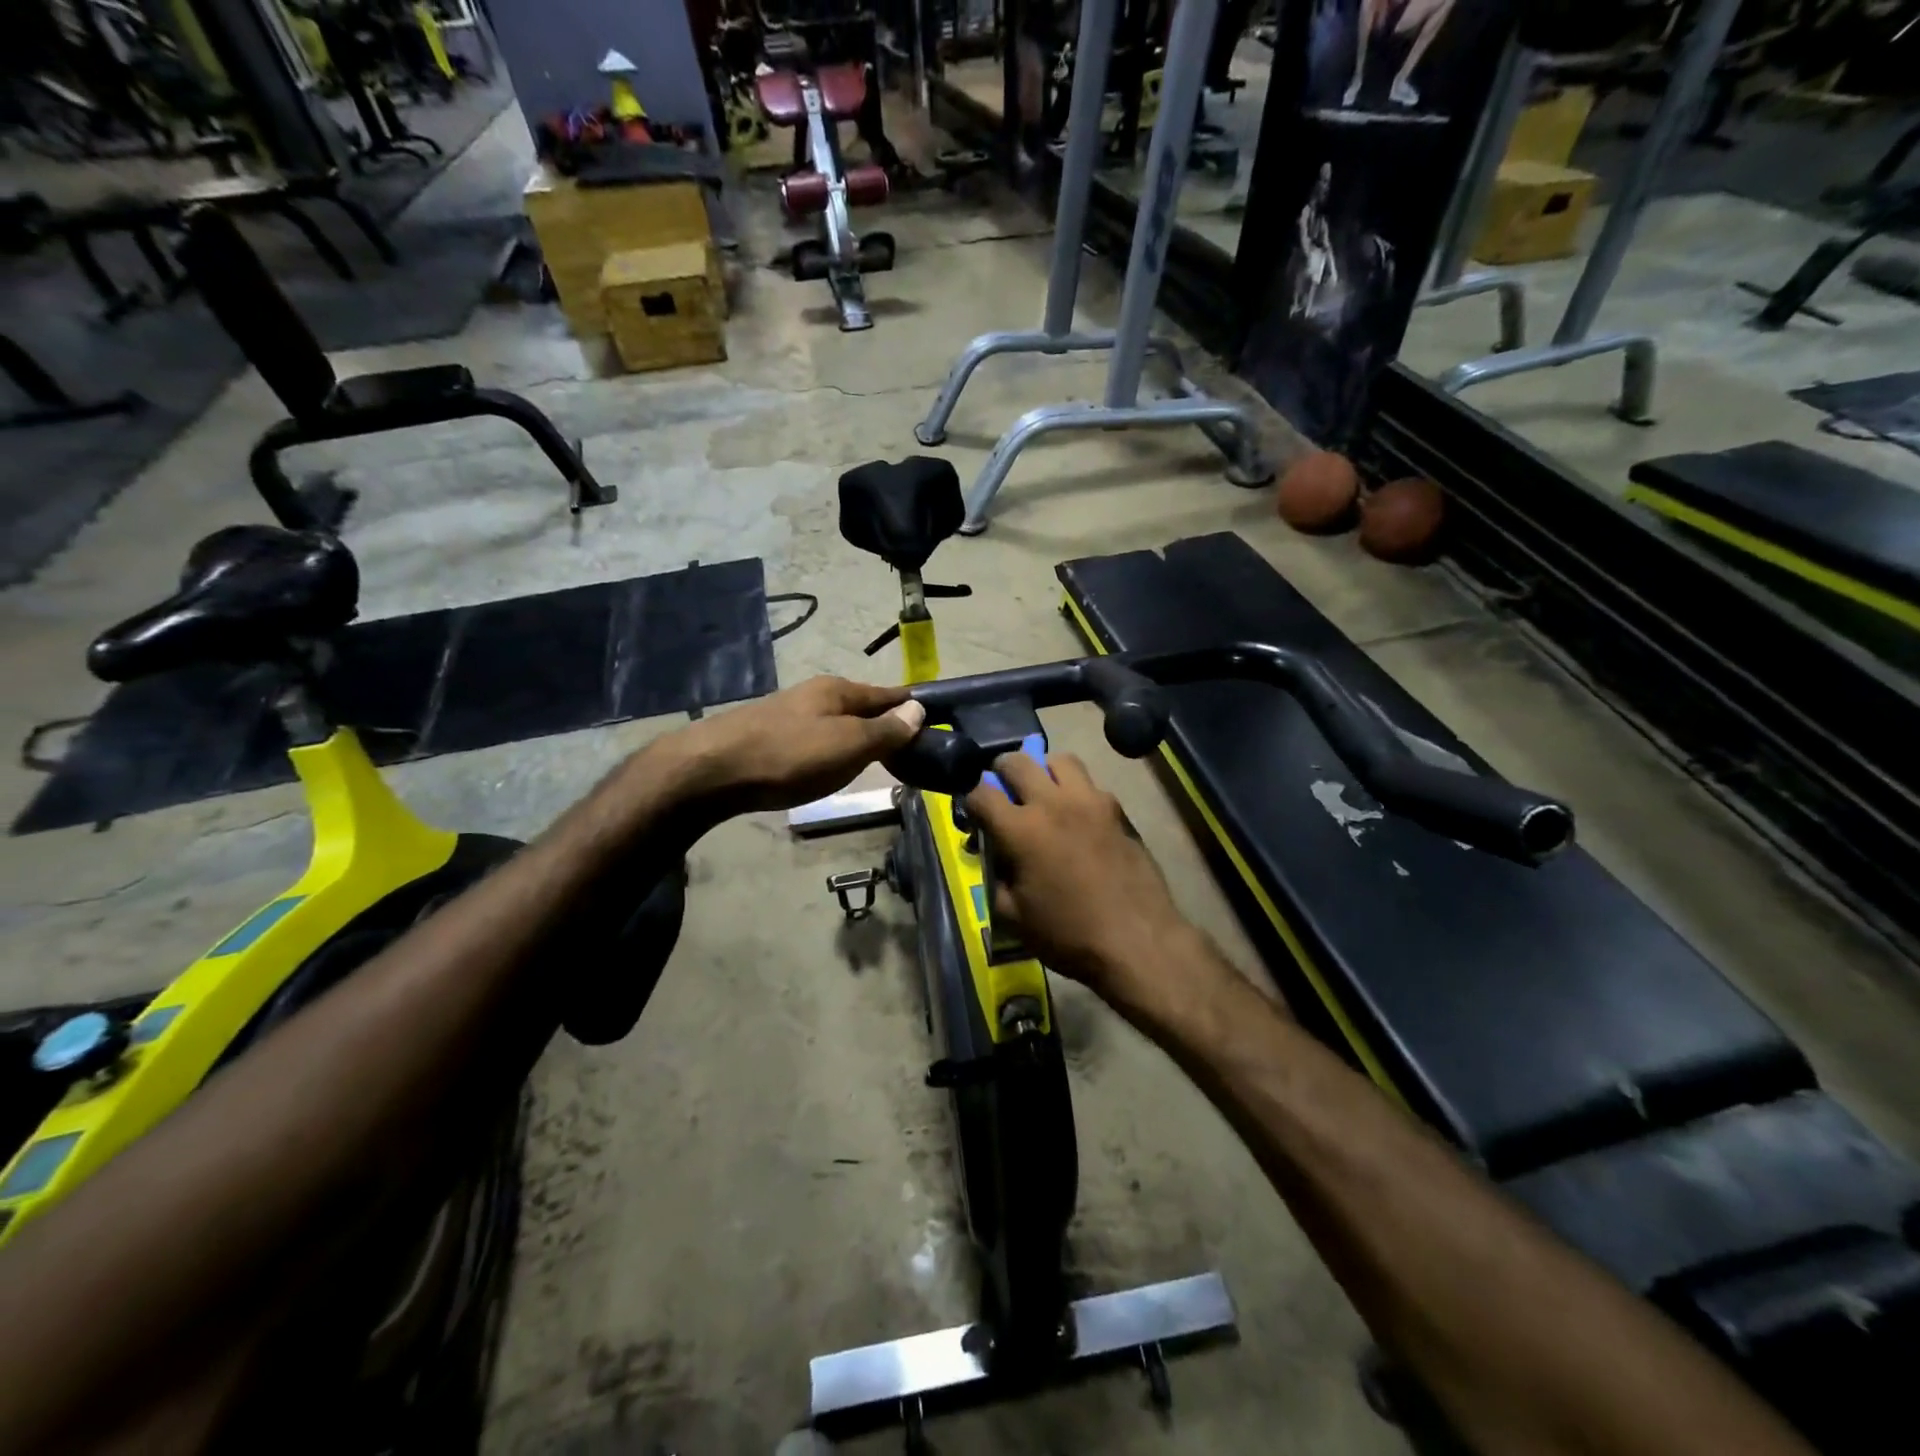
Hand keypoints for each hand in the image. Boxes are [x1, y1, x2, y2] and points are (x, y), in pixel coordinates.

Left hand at [665, 676, 926, 817]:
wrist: (713, 769)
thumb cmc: (790, 755)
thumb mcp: (848, 745)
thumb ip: (885, 730)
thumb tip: (918, 709)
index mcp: (839, 690)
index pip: (889, 695)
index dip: (913, 710)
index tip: (937, 726)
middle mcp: (816, 694)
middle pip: (863, 708)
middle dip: (887, 726)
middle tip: (910, 754)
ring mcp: (791, 714)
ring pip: (838, 724)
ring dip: (859, 739)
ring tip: (877, 763)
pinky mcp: (771, 736)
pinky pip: (817, 739)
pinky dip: (834, 750)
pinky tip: (831, 766)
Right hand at [963, 751, 1190, 999]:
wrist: (1137, 941)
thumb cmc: (1069, 935)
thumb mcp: (1014, 917)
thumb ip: (996, 880)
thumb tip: (996, 859)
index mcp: (1021, 829)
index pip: (981, 793)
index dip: (971, 801)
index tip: (974, 815)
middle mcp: (1053, 803)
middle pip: (1017, 762)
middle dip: (1001, 772)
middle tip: (1003, 791)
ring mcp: (1090, 801)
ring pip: (1060, 760)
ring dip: (1044, 770)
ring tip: (1044, 793)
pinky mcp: (1117, 810)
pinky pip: (1090, 785)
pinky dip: (1076, 791)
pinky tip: (1077, 818)